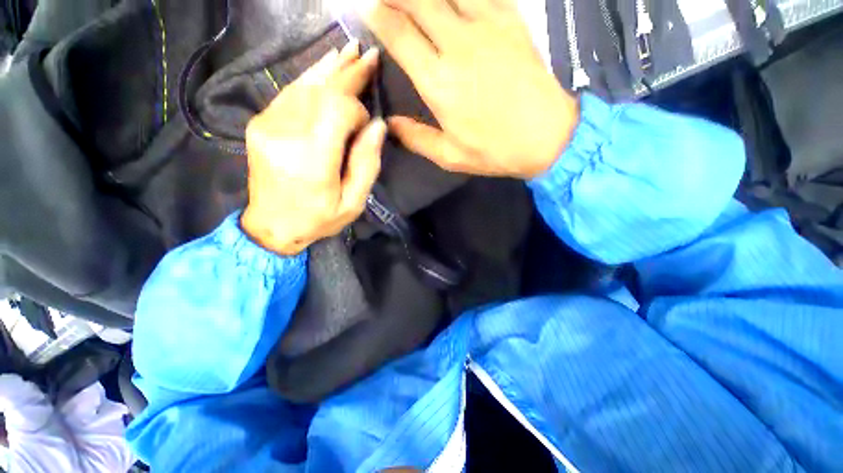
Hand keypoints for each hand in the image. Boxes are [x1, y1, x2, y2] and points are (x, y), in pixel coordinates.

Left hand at [242, 42, 385, 255]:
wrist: (271, 225)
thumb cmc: (318, 219)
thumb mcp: (353, 203)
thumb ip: (366, 164)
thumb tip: (377, 126)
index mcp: (311, 160)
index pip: (337, 110)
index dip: (357, 110)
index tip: (367, 125)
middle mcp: (285, 134)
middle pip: (321, 91)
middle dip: (349, 74)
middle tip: (369, 56)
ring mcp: (267, 124)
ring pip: (304, 84)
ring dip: (331, 69)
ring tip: (351, 51)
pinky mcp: (260, 122)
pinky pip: (289, 92)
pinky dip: (311, 77)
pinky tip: (326, 65)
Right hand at [360, 0, 578, 178]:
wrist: (546, 136)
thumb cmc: (494, 151)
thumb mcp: (450, 156)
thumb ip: (416, 139)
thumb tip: (390, 124)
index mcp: (439, 83)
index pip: (399, 35)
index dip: (378, 16)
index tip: (366, 9)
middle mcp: (458, 46)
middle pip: (418, 1)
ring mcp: (487, 27)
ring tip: (414, 0)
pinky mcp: (511, 21)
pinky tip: (453, 1)